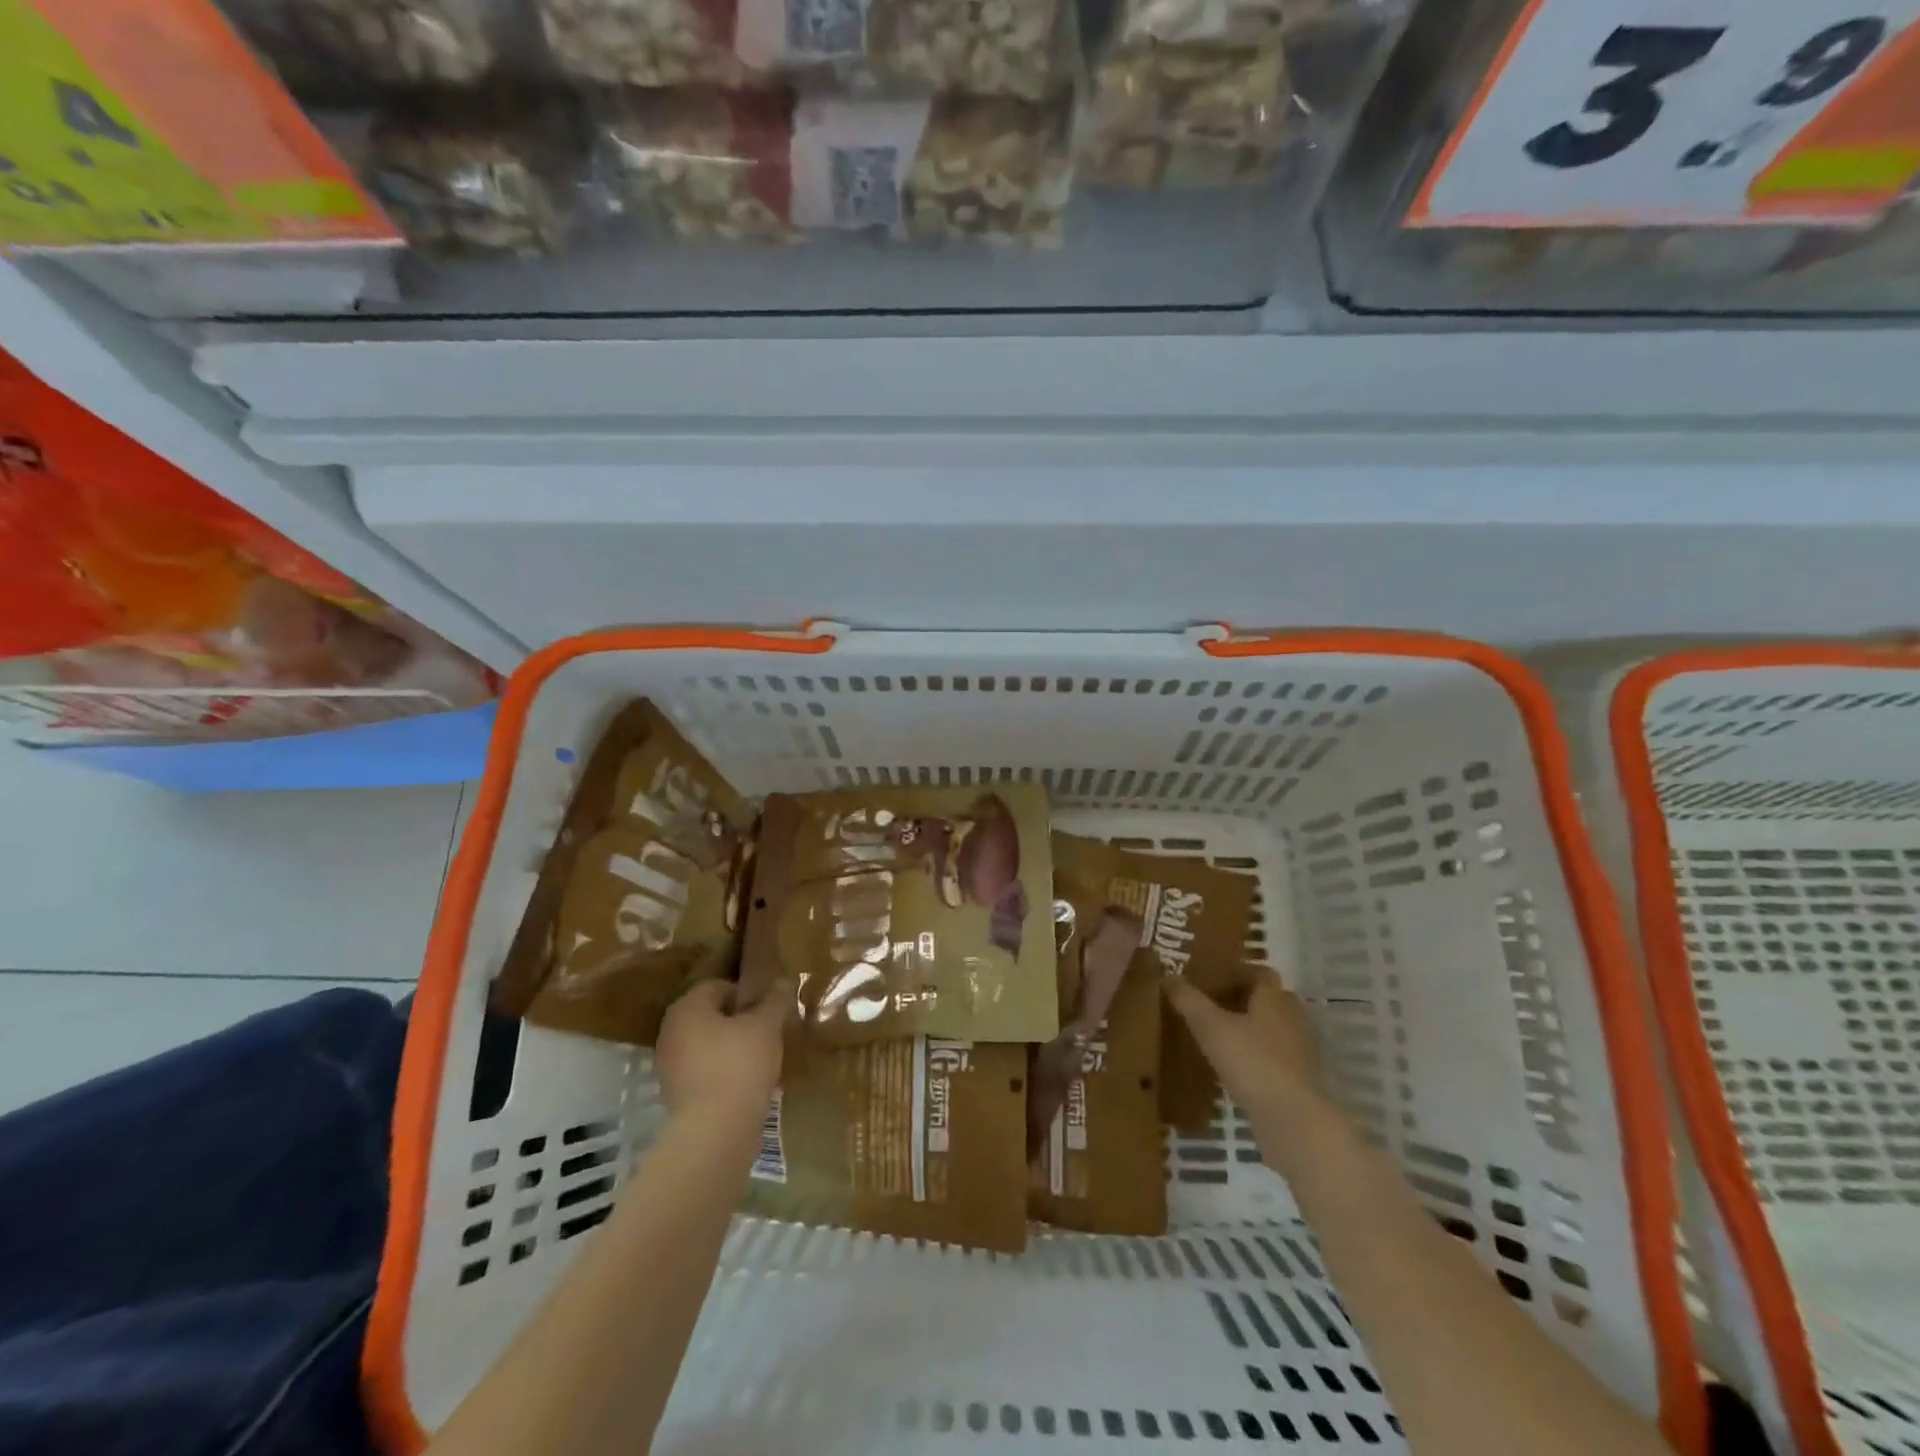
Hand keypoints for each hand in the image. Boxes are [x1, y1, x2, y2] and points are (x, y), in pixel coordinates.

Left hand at [655, 980, 785, 1129]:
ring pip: (707, 1044)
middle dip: (739, 1021)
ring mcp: (669, 1065)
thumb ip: (775, 1000)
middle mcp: (670, 1031)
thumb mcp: (767, 1026)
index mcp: (687, 1008)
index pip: (718, 986)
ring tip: (760, 1059)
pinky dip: (722, 1071)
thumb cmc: (739, 1065)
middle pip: (711, 1015)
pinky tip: (746, 1083)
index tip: (768, 1010)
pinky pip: (703, 1070)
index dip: (747, 994)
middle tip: (767, 1032)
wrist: (715, 1132)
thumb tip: (783, 981)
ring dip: (731, 1047)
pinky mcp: (675, 1095)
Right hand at [1165, 969, 1329, 1136]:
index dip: (1237, 972)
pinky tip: (1237, 1067)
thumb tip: (1169, 975)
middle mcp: (1292, 1017)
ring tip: (1221, 1036)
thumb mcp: (1210, 1027)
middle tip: (1212, 1005)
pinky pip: (1277, 1055)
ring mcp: (1301, 1049)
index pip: (1260, 972)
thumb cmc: (1251, 1061)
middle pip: (1270, 998)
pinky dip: (1259, 1054)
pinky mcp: (1301, 1077)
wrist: (1293, 1119)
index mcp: (1273, 998)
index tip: (1212, 979)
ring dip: (1252, 1028)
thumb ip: (1189, 1000)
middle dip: (1244, 999)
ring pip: (1274, 1027)